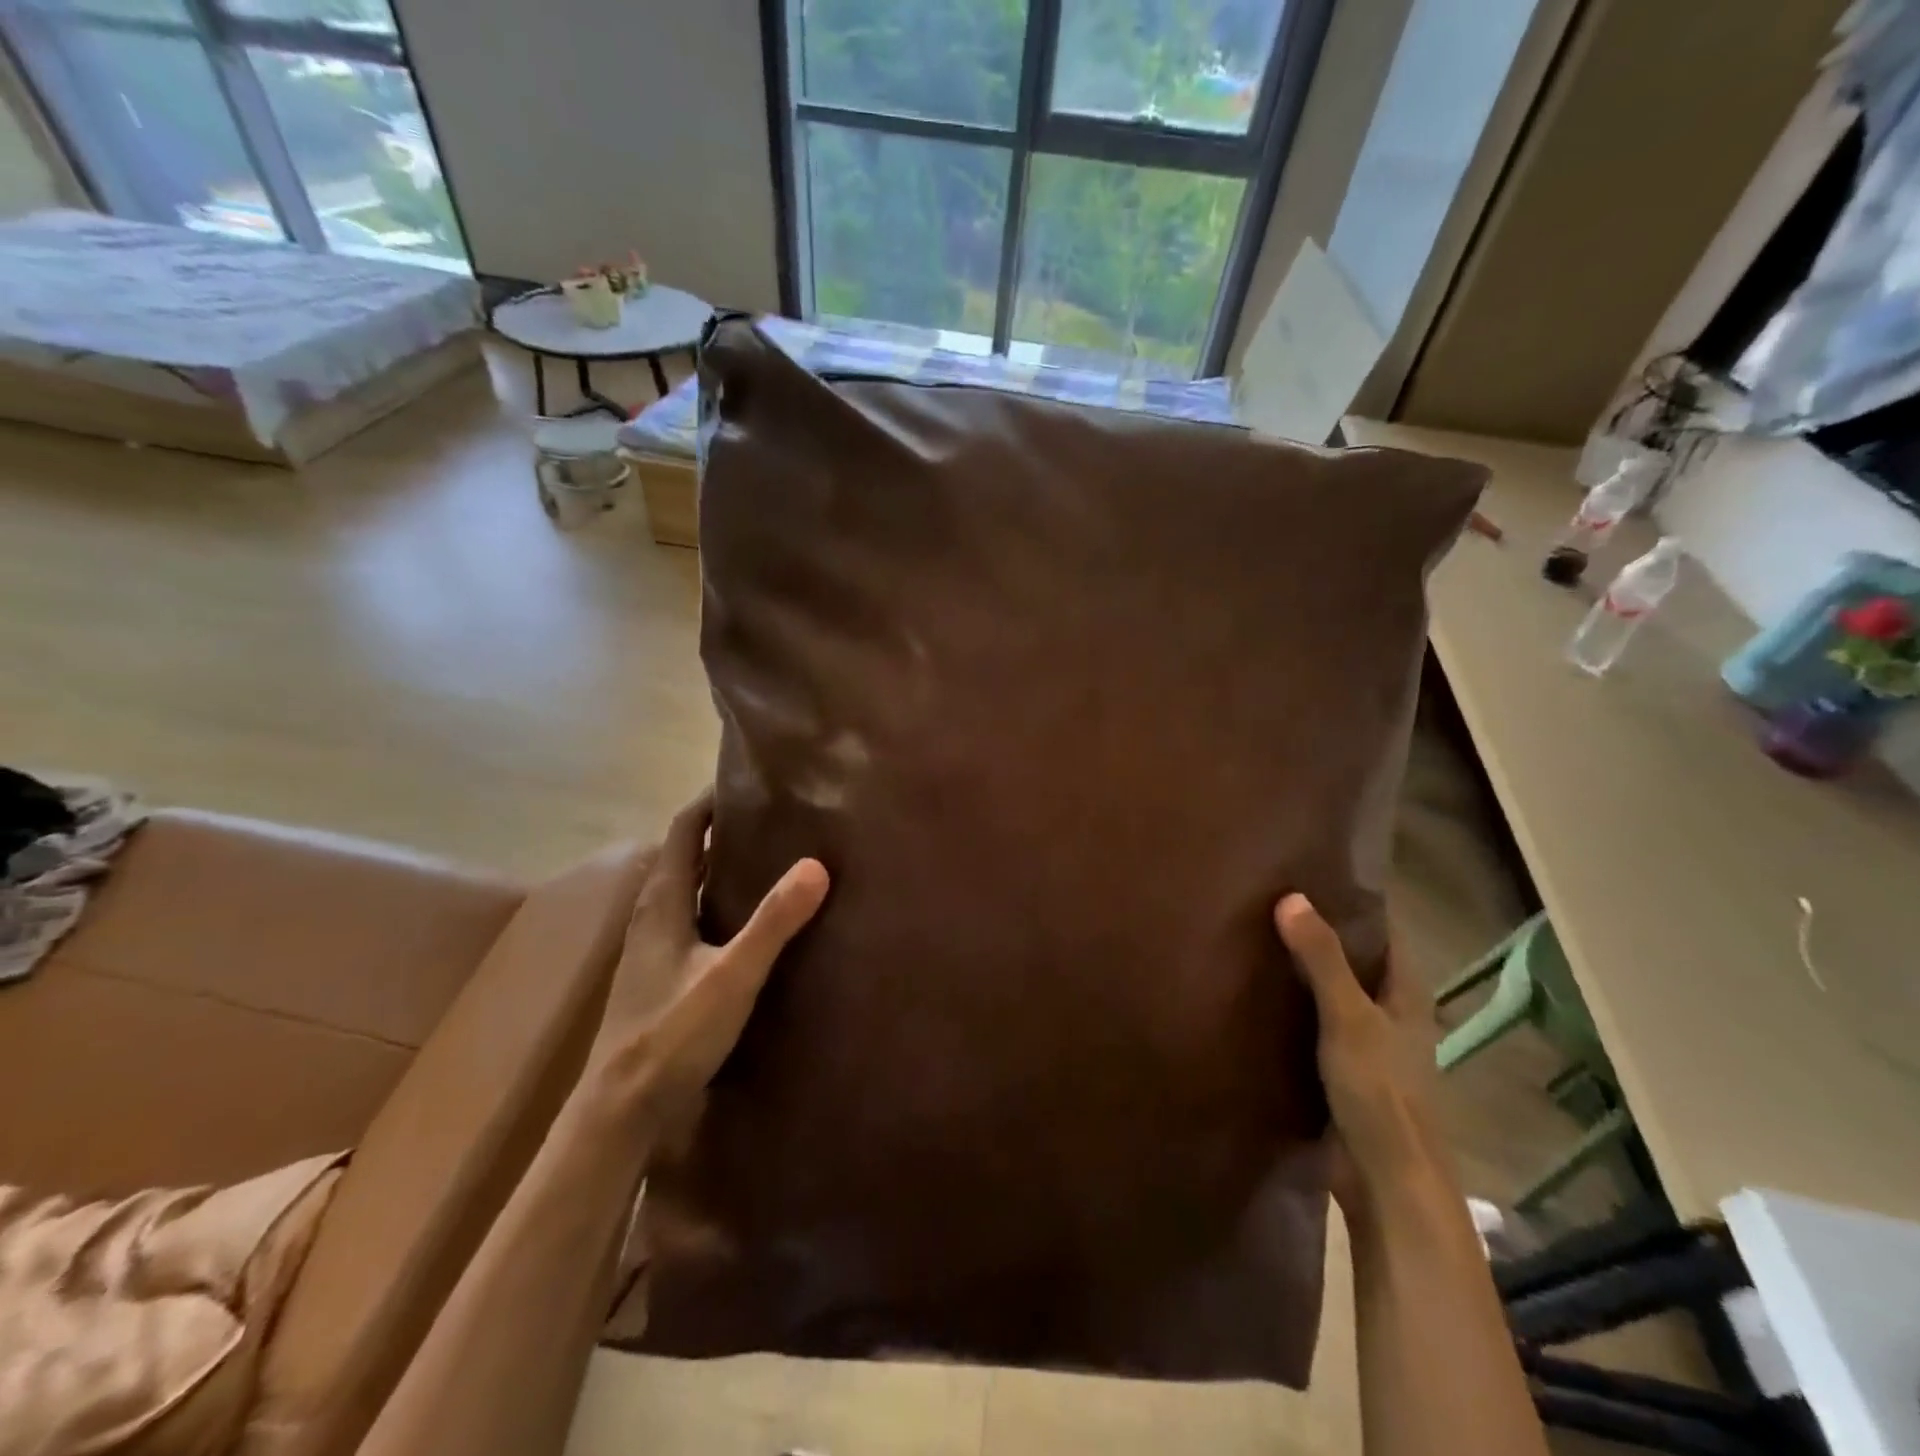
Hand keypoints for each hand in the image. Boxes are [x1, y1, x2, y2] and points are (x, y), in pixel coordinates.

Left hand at [588, 789, 829, 1106]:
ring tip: (766, 860)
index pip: (681, 831)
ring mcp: (651, 949)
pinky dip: (716, 903)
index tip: (747, 781)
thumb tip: (816, 865)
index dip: (708, 801)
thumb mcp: (731, 975)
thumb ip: (773, 922)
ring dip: (716, 867)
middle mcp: (651, 916)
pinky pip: (690, 920)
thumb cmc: (671, 1035)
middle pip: (682, 856)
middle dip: (718, 830)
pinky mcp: (658, 976)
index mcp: (662, 903)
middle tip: (769, 817)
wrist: (618, 1111)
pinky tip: (744, 923)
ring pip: (685, 890)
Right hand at [1275, 894, 1448, 1218]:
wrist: (1386, 1182)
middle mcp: (1391, 1014)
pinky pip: (1314, 1026)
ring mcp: (1367, 1046)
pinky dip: (1292, 1009)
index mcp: (1407, 995)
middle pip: (1355, 961)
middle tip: (1268, 901)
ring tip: (1254, 940)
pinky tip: (1256, 998)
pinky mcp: (1342, 1073)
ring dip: (1302, 973)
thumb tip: (1290, 896)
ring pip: (1333, 995)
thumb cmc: (1380, 1092)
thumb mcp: (1348, 1017)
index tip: (1310, 875)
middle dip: (1319, 934)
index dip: (1354, 902)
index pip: (1384, 932)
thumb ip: (1322, 959)